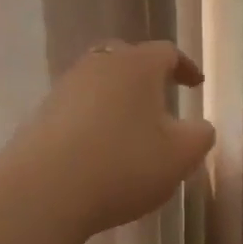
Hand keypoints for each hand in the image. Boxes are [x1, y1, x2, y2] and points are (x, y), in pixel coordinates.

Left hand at [0, 40, 216, 243]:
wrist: (42, 191)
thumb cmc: (123, 164)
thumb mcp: (180, 156)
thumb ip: (201, 136)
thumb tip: (200, 126)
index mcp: (137, 65)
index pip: (167, 52)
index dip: (185, 67)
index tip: (195, 85)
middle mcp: (100, 65)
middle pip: (128, 58)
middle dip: (147, 76)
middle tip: (160, 98)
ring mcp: (65, 87)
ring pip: (99, 81)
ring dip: (118, 98)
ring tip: (131, 127)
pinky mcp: (42, 114)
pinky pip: (77, 106)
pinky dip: (93, 118)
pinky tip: (99, 148)